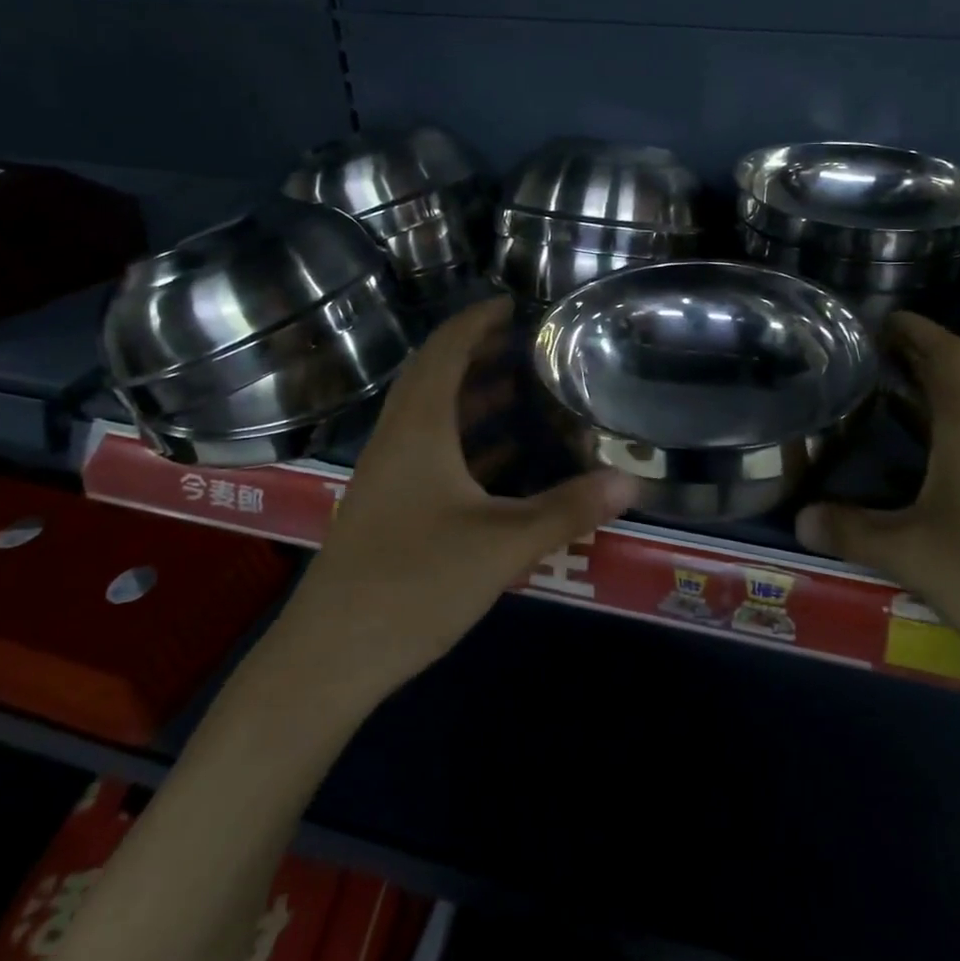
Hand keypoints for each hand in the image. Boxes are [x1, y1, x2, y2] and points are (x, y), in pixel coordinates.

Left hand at [263, 296, 636, 709]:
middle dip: (479, 352)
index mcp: (418, 429)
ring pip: (433, 415)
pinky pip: (431, 451)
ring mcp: (389, 475)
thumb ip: (566, 509)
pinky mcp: (390, 507)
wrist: (329, 657)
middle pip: (436, 376)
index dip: (476, 321)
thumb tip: (630, 481)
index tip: (513, 302)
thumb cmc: (413, 584)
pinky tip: (504, 457)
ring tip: (523, 388)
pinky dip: (467, 439)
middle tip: (528, 342)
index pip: (445, 351)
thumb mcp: (502, 545)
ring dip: (473, 395)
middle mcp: (398, 439)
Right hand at [797, 312, 959, 706]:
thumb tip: (801, 518)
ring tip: (892, 424)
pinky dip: (957, 452)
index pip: (948, 354)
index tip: (885, 318)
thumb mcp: (912, 555)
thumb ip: (852, 531)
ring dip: (937, 416)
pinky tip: (934, 486)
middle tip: (872, 369)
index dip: (916, 329)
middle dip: (918, 371)